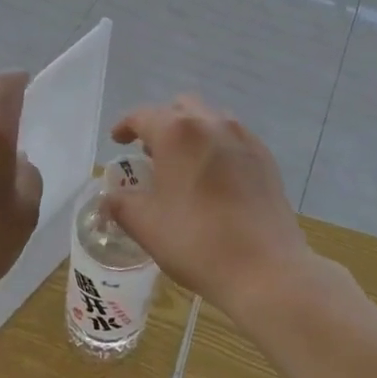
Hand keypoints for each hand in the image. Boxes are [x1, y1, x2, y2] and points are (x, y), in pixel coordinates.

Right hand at [106, 95, 313, 315]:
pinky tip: (215, 179)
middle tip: (151, 153)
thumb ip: (121, 204)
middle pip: (180, 108)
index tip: (118, 141)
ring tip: (183, 164)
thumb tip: (110, 198)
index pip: (143, 116)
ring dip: (191, 133)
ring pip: (210, 119)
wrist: (266, 269)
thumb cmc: (197, 242)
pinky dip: (217, 147)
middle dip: (161, 124)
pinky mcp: (265, 157)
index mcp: (177, 132)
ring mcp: (244, 138)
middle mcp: (212, 123)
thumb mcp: (146, 225)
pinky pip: (234, 139)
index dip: (126, 126)